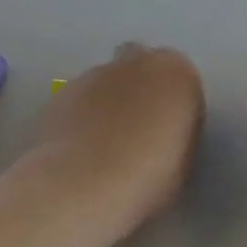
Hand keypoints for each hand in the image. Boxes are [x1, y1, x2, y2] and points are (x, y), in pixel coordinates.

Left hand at [28, 43, 203, 225]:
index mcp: (176, 73)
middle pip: (142, 67)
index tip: (170, 135)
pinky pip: (80, 99)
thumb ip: (177, 131)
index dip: (175, 107)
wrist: (84, 184)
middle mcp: (136, 62)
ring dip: (109, 102)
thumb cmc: (148, 175)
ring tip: (104, 145)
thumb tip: (162, 131)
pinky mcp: (63, 91)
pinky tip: (80, 148)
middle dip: (141, 89)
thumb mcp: (183, 160)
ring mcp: (94, 73)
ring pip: (107, 81)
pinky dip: (82, 115)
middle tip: (138, 131)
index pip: (182, 81)